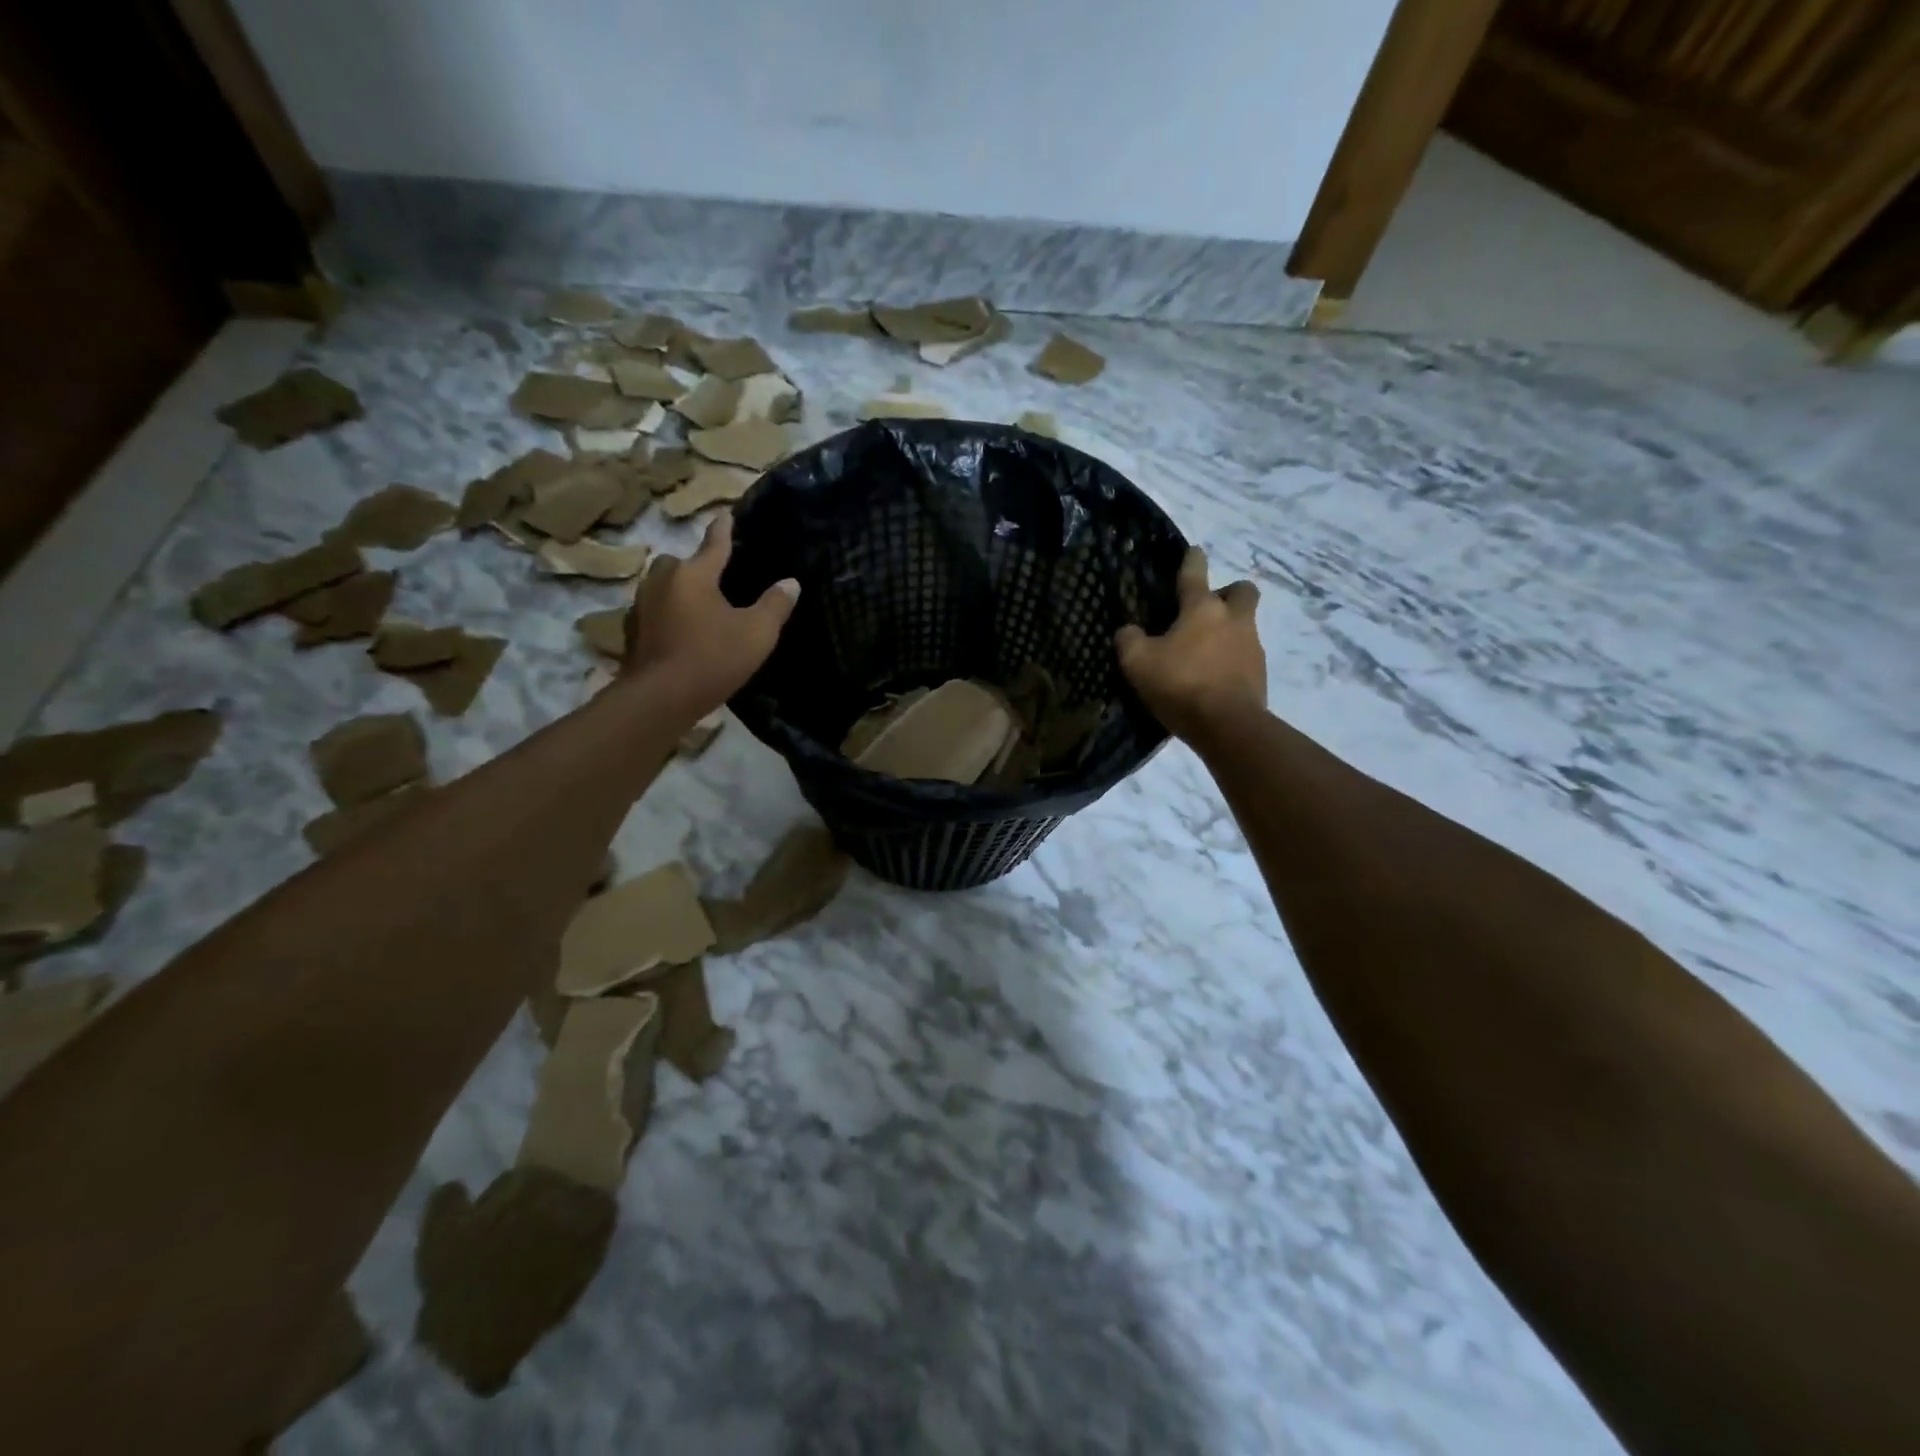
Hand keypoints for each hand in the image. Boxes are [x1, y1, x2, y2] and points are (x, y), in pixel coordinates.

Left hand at [622, 513, 798, 715]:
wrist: (659, 698)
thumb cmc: (712, 658)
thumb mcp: (757, 634)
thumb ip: (775, 605)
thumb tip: (790, 582)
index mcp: (694, 574)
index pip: (714, 543)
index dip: (724, 528)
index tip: (726, 512)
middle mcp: (663, 580)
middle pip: (681, 562)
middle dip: (696, 566)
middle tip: (716, 580)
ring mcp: (642, 605)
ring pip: (664, 586)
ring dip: (680, 591)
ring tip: (700, 608)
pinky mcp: (632, 631)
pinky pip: (656, 611)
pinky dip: (669, 615)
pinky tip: (682, 633)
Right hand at [1116, 546, 1265, 740]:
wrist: (1228, 725)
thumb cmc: (1181, 684)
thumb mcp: (1138, 662)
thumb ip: (1129, 640)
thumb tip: (1128, 630)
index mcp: (1202, 608)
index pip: (1195, 573)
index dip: (1192, 560)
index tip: (1193, 551)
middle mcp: (1233, 619)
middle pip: (1242, 591)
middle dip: (1228, 593)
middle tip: (1207, 610)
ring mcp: (1252, 646)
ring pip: (1245, 625)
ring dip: (1228, 631)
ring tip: (1203, 653)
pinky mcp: (1260, 674)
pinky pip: (1245, 656)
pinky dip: (1231, 661)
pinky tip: (1213, 678)